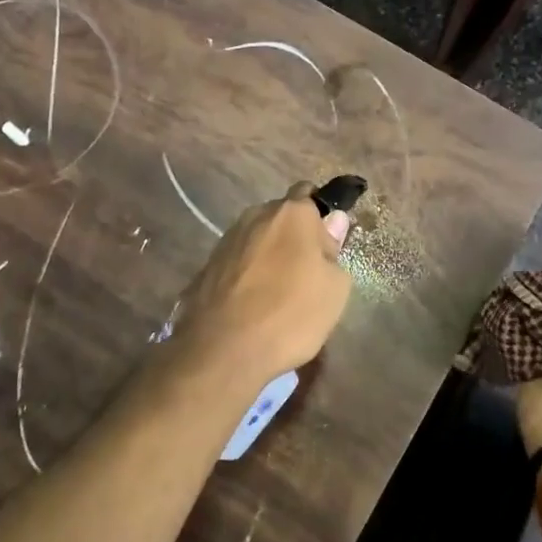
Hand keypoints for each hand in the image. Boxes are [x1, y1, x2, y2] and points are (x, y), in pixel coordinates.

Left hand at [169, 183, 352, 394]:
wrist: (223, 348)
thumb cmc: (291, 314)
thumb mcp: (334, 288)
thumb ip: (334, 249)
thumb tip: (333, 221)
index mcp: (292, 213)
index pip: (310, 193)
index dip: (320, 216)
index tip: (328, 244)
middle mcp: (256, 215)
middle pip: (282, 217)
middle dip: (294, 236)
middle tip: (307, 273)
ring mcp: (228, 239)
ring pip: (258, 239)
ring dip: (270, 255)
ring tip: (278, 292)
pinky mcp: (207, 264)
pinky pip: (238, 261)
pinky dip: (248, 274)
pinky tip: (253, 303)